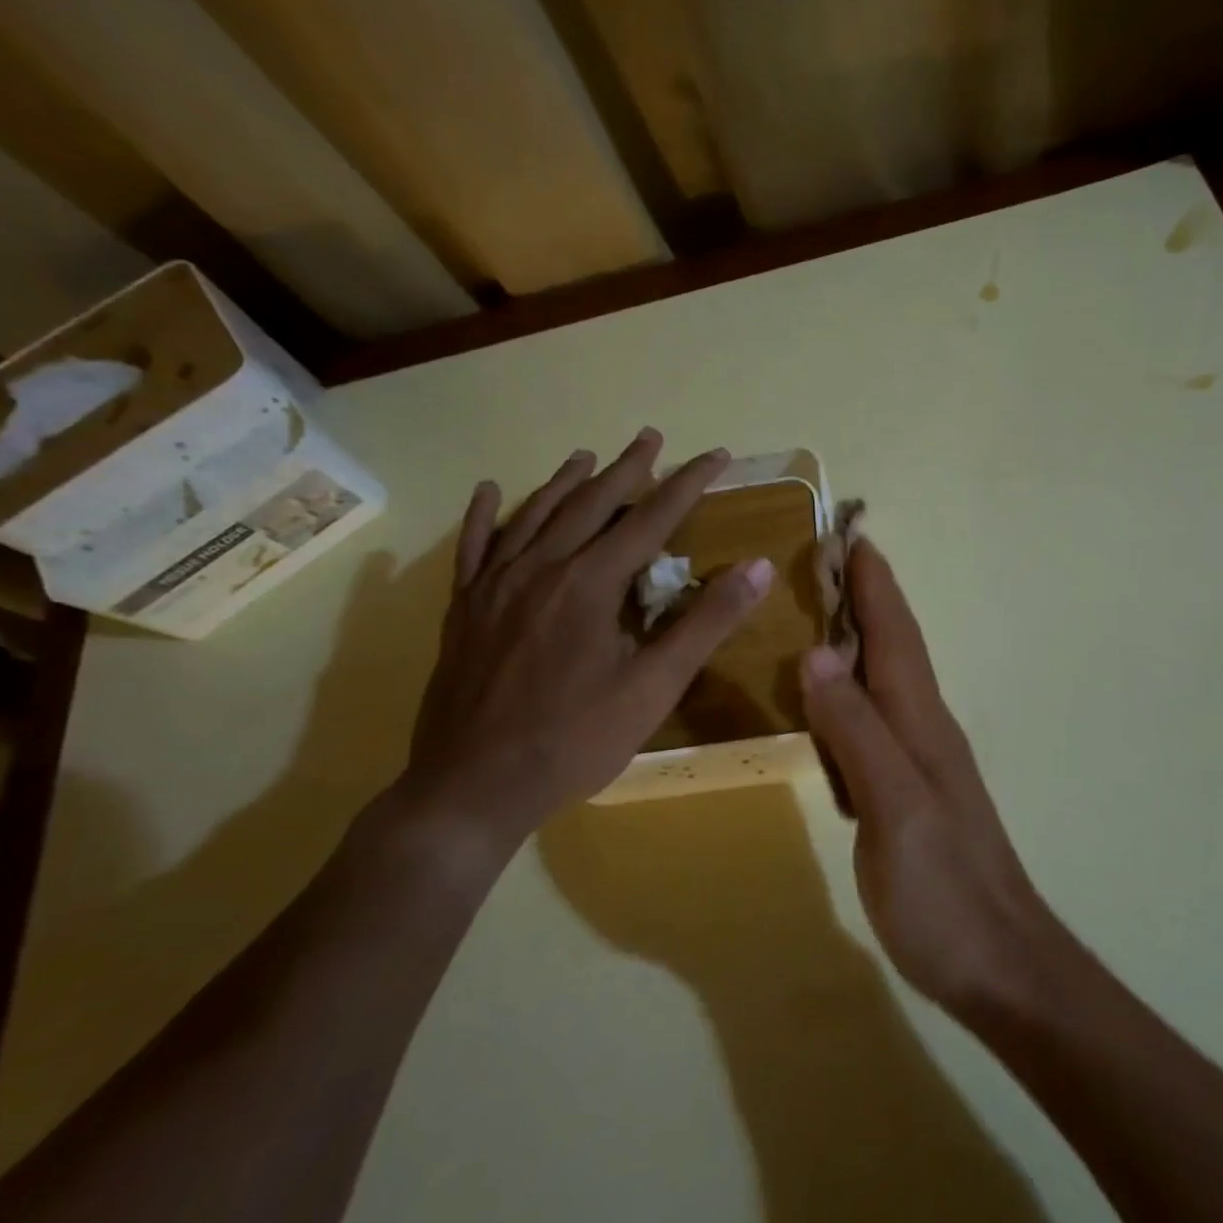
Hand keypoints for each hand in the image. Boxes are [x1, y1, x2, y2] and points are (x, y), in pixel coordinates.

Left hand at [392, 430, 772, 874]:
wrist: (474, 786)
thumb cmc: (575, 740)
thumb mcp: (655, 686)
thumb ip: (706, 622)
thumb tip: (758, 567)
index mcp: (590, 584)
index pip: (650, 519)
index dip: (686, 484)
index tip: (714, 456)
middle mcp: (540, 569)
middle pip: (591, 504)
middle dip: (628, 469)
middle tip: (652, 437)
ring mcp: (494, 586)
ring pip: (535, 516)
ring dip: (566, 482)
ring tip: (589, 455)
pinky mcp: (464, 608)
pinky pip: (474, 548)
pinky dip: (485, 515)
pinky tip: (491, 490)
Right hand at [799, 541, 1056, 1012]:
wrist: (1000, 962)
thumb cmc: (944, 889)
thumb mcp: (893, 808)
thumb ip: (857, 731)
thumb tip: (819, 654)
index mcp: (922, 723)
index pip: (896, 636)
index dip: (875, 586)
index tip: (852, 536)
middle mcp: (925, 730)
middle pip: (895, 649)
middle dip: (867, 600)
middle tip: (828, 562)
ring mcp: (922, 763)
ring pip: (887, 682)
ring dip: (861, 640)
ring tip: (824, 613)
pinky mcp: (911, 794)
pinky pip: (877, 723)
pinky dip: (854, 694)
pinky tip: (834, 701)